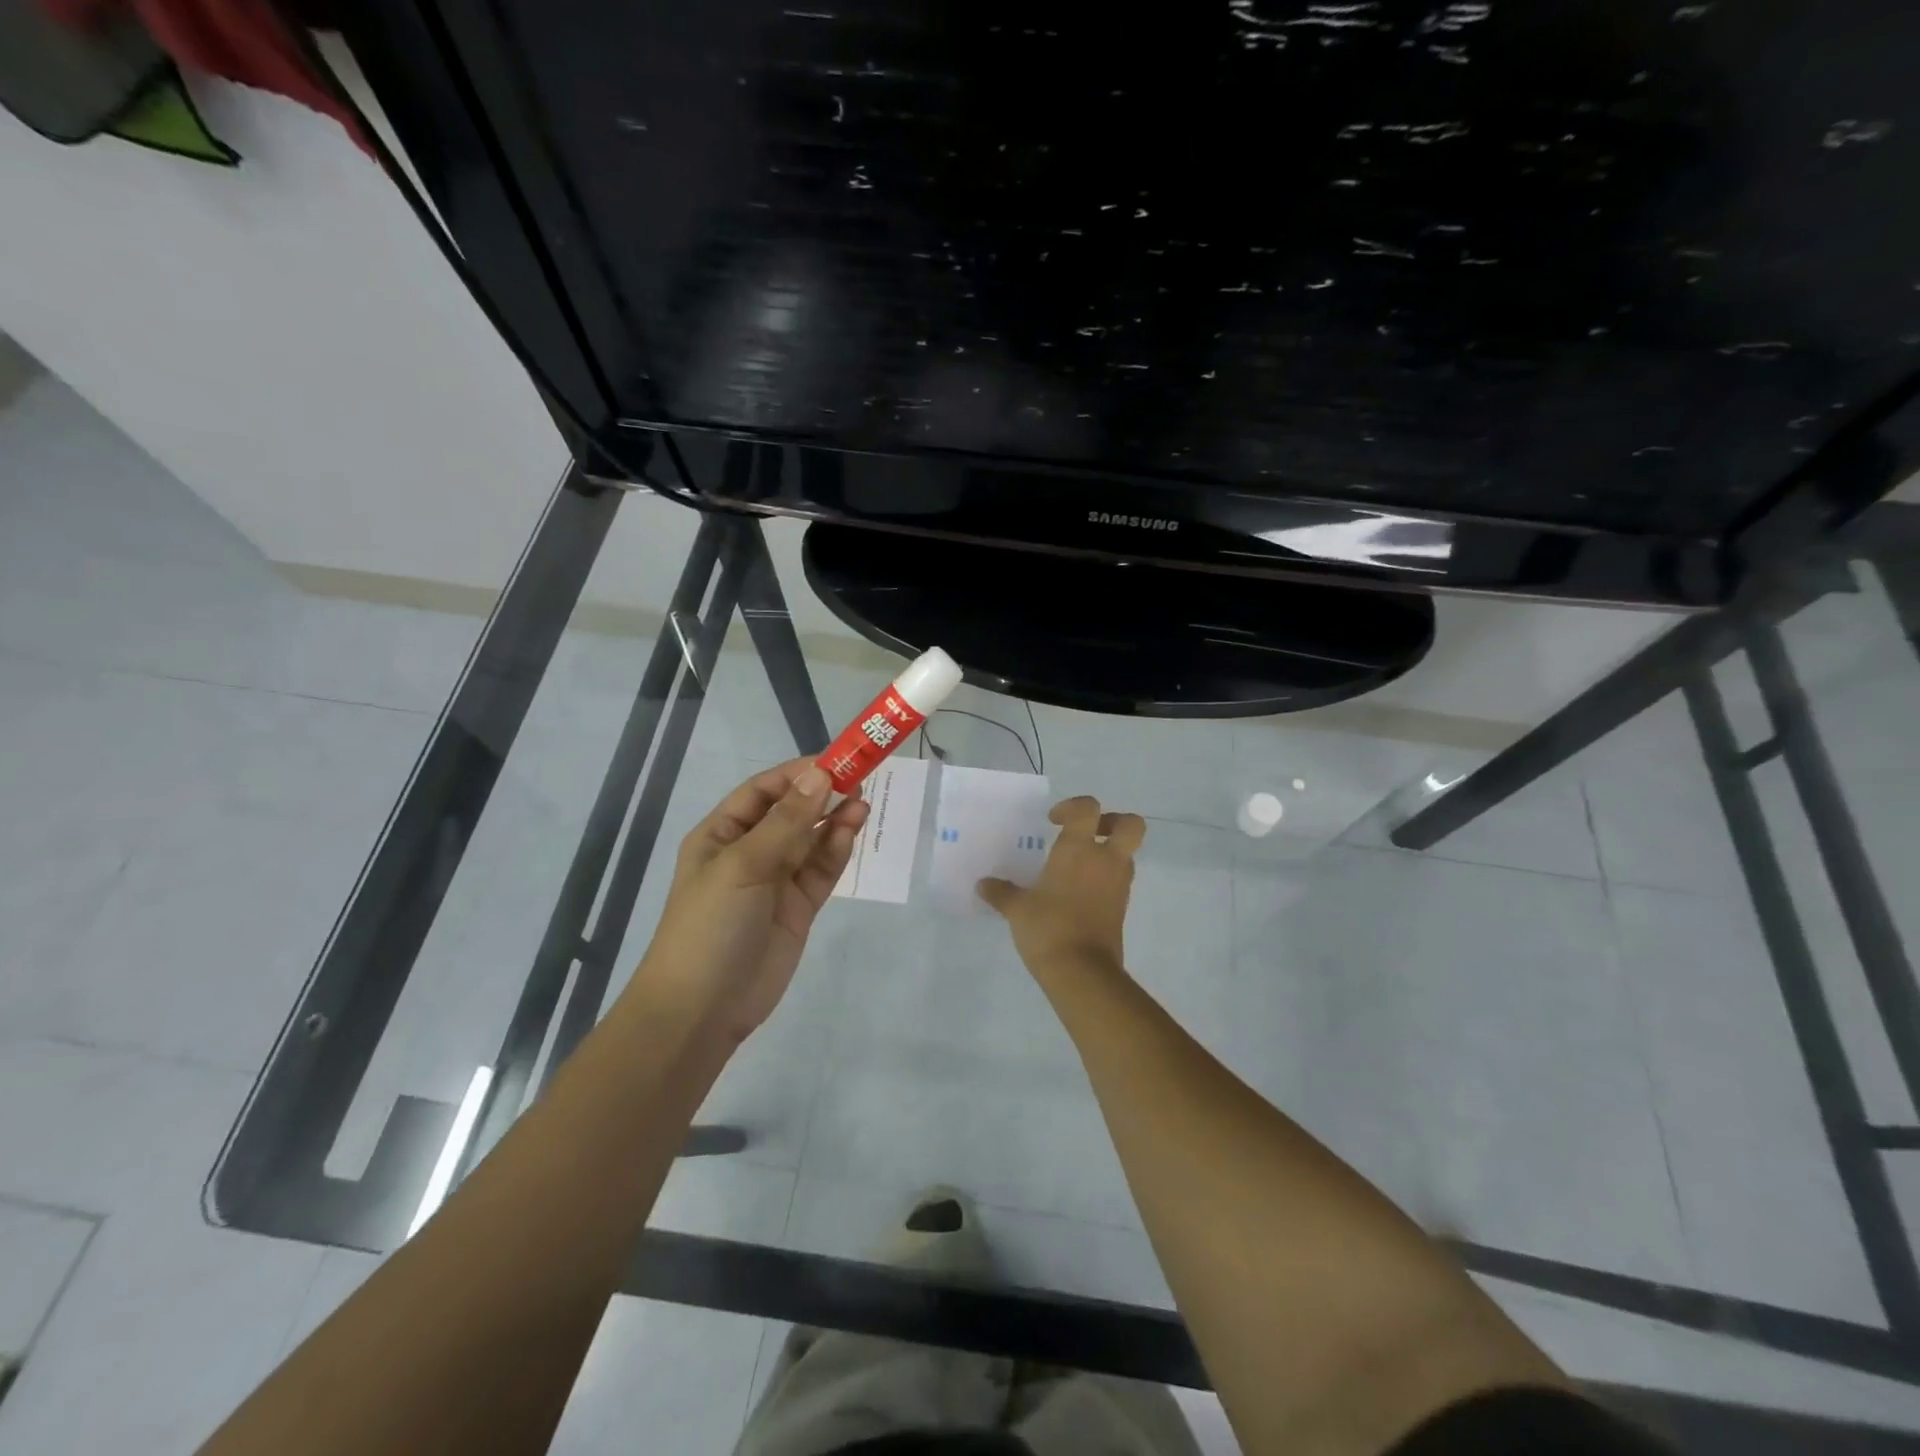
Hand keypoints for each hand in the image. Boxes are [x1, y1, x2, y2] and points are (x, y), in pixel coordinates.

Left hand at [629, 760, 867, 1043]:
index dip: (798, 774)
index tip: (836, 762)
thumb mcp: (744, 864)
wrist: (702, 1008)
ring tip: (862, 804)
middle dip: (822, 795)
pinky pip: (821, 870)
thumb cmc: (710, 924)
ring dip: (834, 821)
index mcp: (722, 834)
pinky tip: (851, 832)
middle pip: (792, 812)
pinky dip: (836, 851)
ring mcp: (776, 881)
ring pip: (811, 840)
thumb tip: (821, 775)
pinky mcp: (798, 908)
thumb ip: (787, 821)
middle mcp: (749, 852)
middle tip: (861, 779)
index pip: (764, 790)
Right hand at [978, 795, 1144, 979]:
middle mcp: (1106, 860)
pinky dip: (1105, 879)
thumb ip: (1001, 892)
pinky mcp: (1122, 908)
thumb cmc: (1048, 928)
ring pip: (1127, 854)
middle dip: (1112, 822)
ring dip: (1109, 852)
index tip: (1054, 822)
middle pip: (1131, 825)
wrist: (1082, 972)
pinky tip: (1078, 893)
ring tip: (1077, 867)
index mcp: (1079, 849)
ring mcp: (1119, 885)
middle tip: (1088, 833)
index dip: (1073, 807)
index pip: (1088, 809)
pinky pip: (1119, 880)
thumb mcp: (1017, 909)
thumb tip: (983, 885)